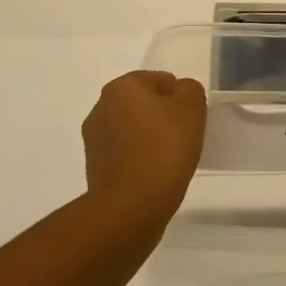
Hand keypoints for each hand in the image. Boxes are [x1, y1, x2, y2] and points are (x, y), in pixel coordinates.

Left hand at [81, 70, 207, 222]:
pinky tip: (153, 174)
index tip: (189, 121)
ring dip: (150, 137)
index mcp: (122, 86)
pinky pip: (125, 152)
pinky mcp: (94, 166)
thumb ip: (189, 89)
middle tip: (183, 138)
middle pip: (143, 103)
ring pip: (133, 128)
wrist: (131, 206)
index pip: (159, 79)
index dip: (180, 98)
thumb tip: (179, 92)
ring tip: (169, 160)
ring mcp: (94, 138)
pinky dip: (139, 158)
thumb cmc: (164, 149)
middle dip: (163, 116)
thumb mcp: (192, 108)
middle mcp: (101, 106)